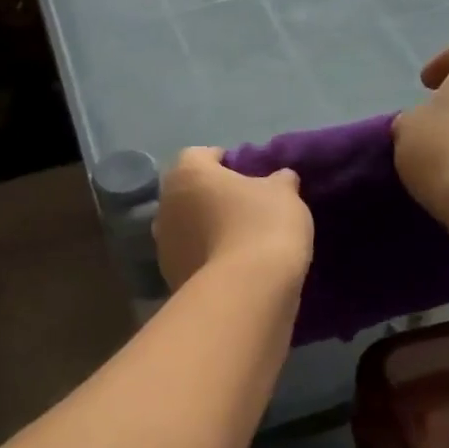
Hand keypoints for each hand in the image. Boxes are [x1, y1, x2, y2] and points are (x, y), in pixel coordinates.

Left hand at [154, 147, 313, 291]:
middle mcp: (165, 206)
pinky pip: (193, 260)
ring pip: (188, 229)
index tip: (250, 174)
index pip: (202, 155)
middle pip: (190, 194)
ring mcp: (163, 246)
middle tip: (246, 208)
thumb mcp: (284, 194)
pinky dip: (208, 260)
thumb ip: (280, 180)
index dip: (226, 161)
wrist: (246, 292)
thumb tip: (280, 179)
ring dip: (207, 231)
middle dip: (212, 198)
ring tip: (241, 242)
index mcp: (187, 174)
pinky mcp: (171, 278)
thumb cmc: (263, 227)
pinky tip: (234, 268)